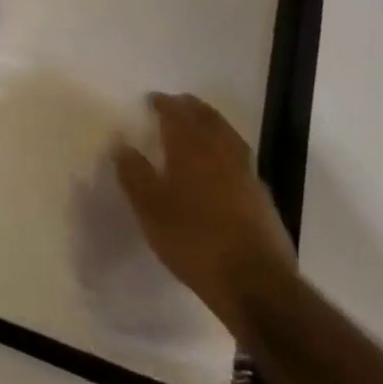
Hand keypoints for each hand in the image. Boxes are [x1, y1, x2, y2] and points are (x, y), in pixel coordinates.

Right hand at [112, 93, 297, 339]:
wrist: (255, 283)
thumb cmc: (194, 241)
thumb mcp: (150, 210)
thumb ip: (134, 174)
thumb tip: (121, 145)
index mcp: (191, 149)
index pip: (176, 114)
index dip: (164, 104)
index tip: (152, 99)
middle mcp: (221, 152)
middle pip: (207, 118)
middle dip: (190, 108)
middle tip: (176, 104)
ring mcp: (246, 173)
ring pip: (228, 135)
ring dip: (212, 123)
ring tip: (199, 125)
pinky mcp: (262, 196)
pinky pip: (240, 157)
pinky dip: (227, 148)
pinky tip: (221, 163)